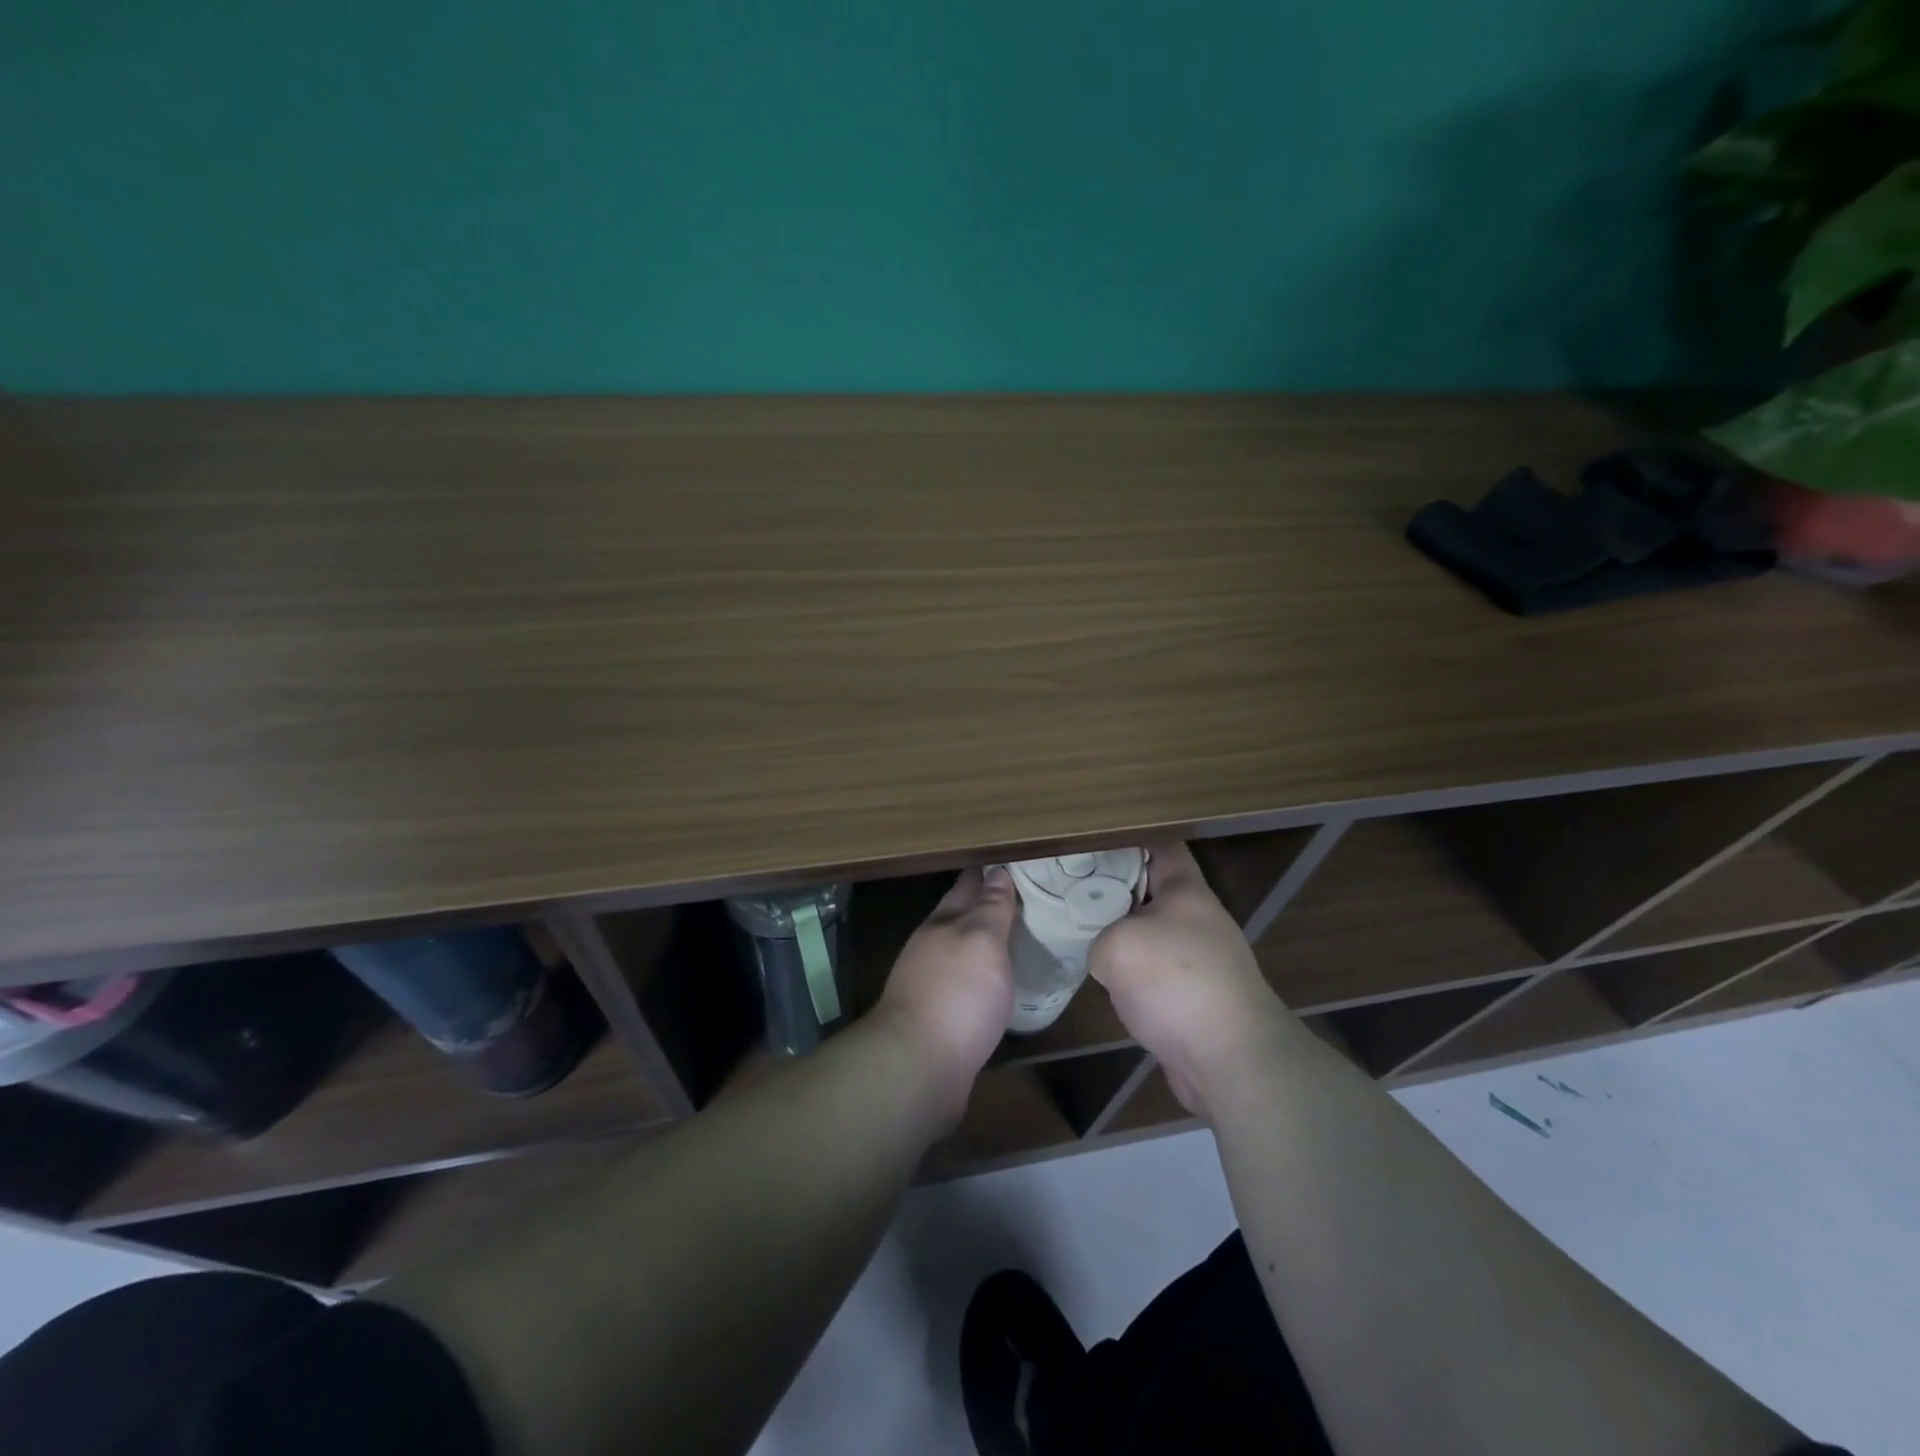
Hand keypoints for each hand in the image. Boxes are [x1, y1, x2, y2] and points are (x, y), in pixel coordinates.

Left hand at [872, 867, 1016, 1125]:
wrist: (918, 1067)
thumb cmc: (955, 994)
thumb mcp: (981, 940)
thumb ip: (991, 908)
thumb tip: (997, 872)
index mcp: (943, 923)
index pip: (967, 886)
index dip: (988, 873)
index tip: (1012, 862)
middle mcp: (933, 948)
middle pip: (962, 918)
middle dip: (986, 905)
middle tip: (1024, 896)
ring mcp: (932, 985)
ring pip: (964, 952)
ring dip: (985, 943)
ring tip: (1017, 937)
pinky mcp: (939, 1019)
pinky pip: (968, 986)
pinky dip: (984, 978)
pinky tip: (1000, 984)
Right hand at [1089, 841, 1292, 1119]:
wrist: (1231, 1060)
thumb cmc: (1176, 983)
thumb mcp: (1117, 945)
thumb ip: (1098, 936)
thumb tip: (1106, 956)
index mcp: (1186, 891)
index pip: (1161, 846)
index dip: (1128, 839)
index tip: (1091, 840)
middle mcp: (1196, 919)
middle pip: (1150, 890)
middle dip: (1113, 888)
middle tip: (1070, 887)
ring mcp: (1199, 961)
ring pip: (1150, 933)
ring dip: (1120, 934)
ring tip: (1078, 931)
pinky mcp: (1194, 998)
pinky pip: (1154, 972)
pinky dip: (1131, 973)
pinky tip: (1103, 980)